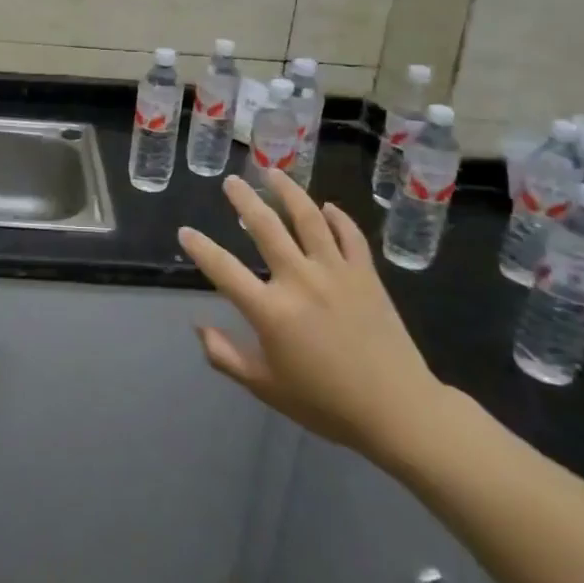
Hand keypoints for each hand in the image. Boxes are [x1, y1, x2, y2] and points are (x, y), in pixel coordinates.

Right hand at [181, 170, 448, 465]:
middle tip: (231, 181)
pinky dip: (337, 218)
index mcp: (270, 311)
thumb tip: (198, 326)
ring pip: (308, 218)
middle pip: (266, 227)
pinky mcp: (366, 274)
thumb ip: (225, 355)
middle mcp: (300, 280)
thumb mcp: (265, 387)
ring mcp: (336, 272)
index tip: (185, 231)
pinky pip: (350, 235)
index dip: (200, 248)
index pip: (224, 270)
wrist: (398, 410)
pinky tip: (326, 207)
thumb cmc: (325, 403)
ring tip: (272, 172)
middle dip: (244, 199)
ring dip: (288, 191)